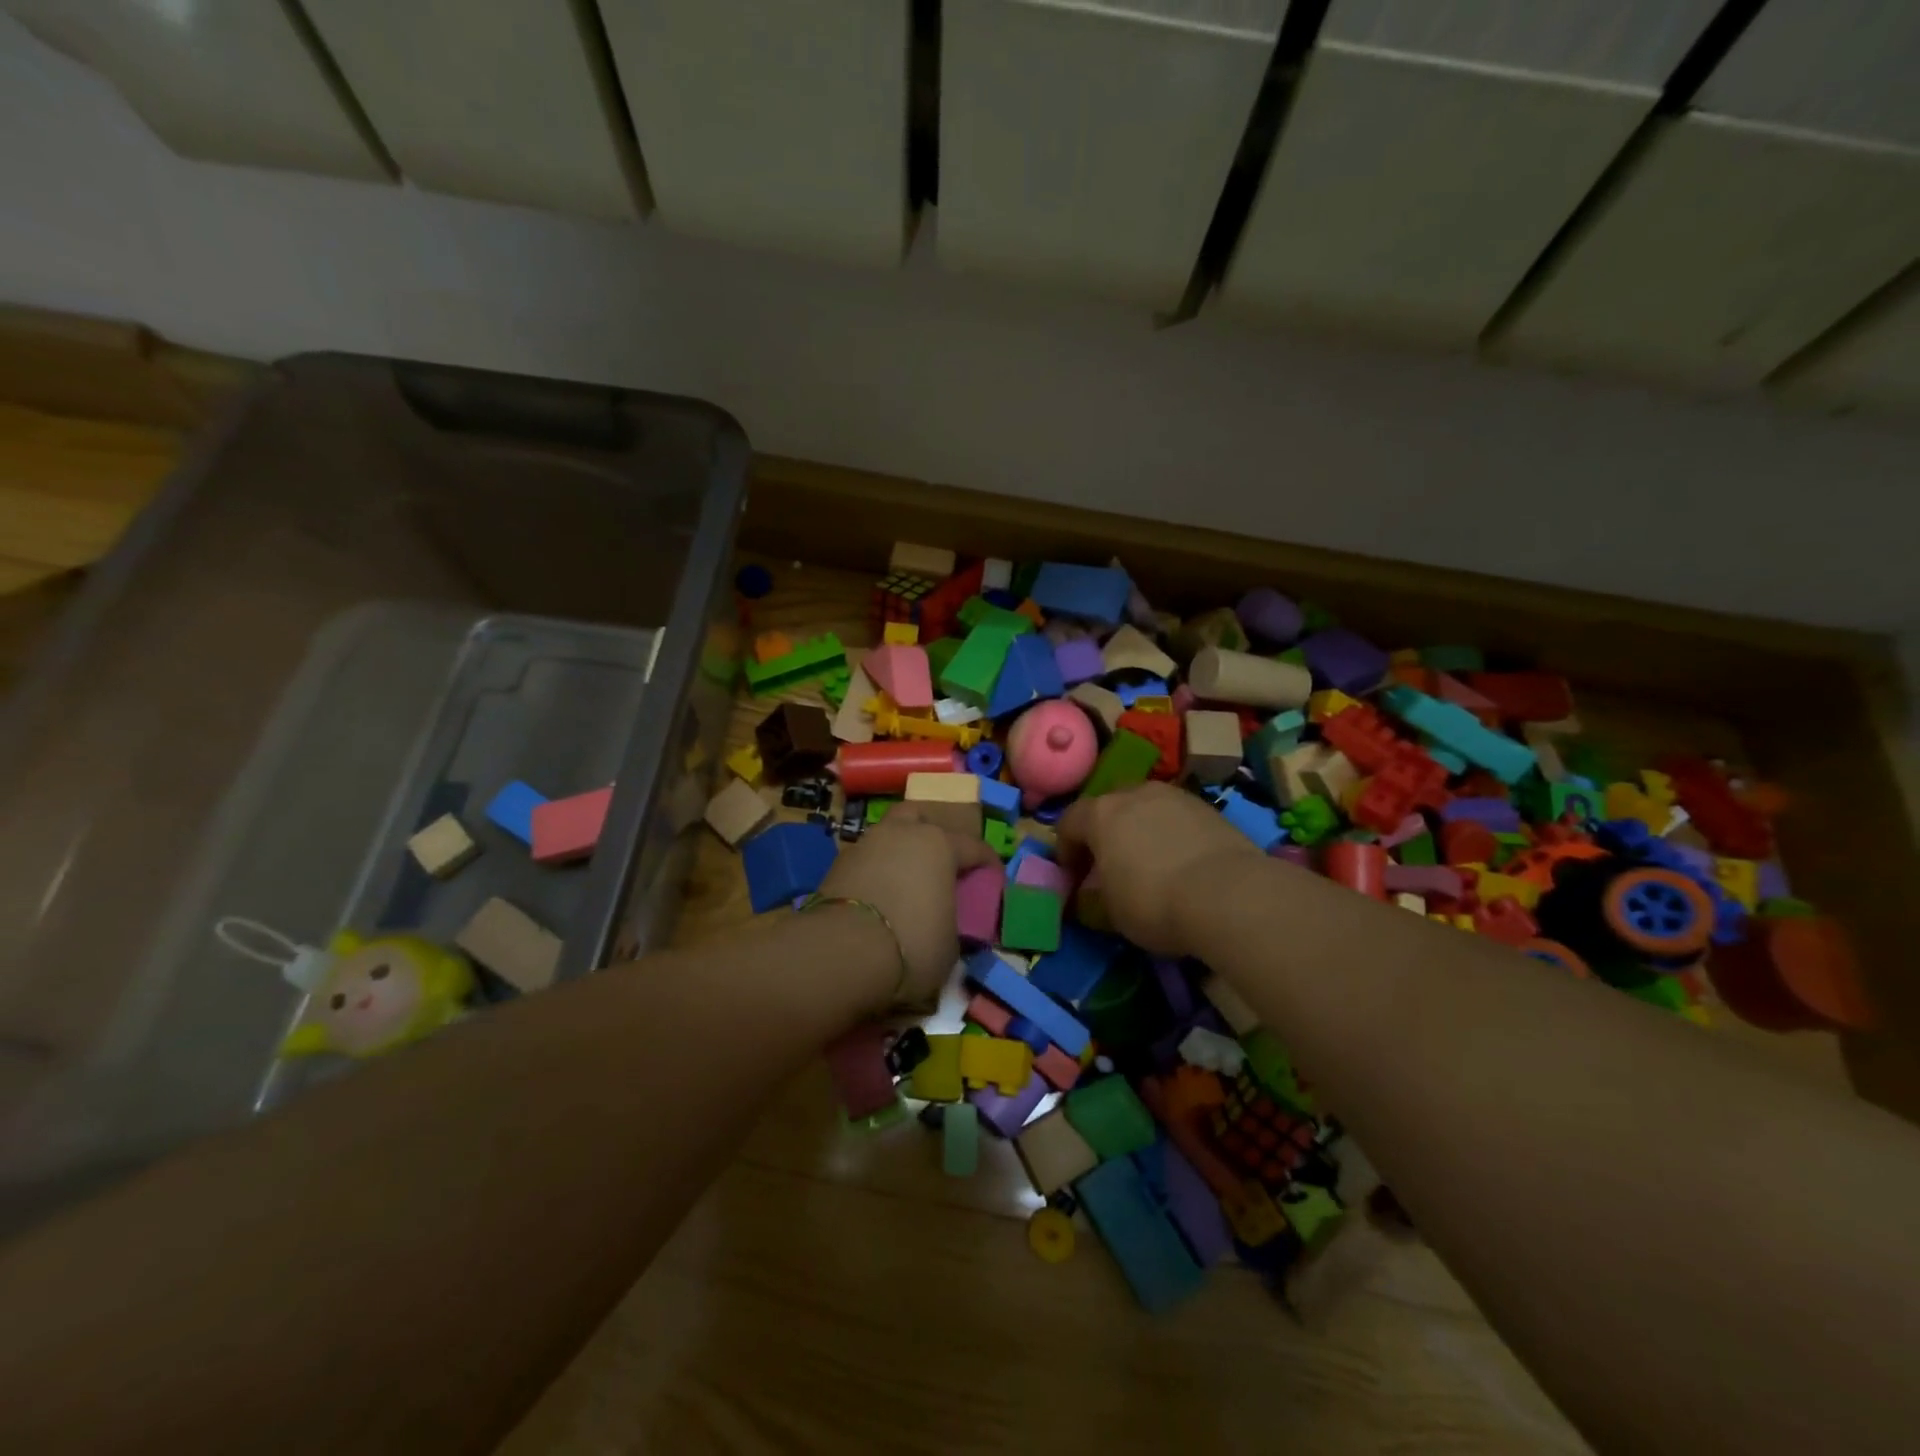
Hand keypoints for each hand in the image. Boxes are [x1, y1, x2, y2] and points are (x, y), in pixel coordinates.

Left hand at [818, 807, 998, 1006]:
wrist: (840, 952)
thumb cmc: (912, 944)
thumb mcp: (950, 946)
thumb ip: (952, 925)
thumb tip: (945, 926)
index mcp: (939, 844)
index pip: (973, 847)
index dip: (987, 862)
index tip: (993, 876)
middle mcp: (902, 833)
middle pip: (921, 817)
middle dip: (932, 833)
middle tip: (940, 859)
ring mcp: (866, 844)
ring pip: (888, 835)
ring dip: (899, 850)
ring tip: (906, 879)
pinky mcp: (836, 865)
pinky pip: (866, 860)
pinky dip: (875, 871)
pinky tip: (879, 894)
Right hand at [1057, 782, 1262, 956]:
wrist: (1229, 894)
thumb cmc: (1154, 902)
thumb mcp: (1111, 911)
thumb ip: (1095, 894)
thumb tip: (1092, 891)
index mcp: (1101, 814)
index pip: (1069, 822)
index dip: (1065, 850)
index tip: (1073, 877)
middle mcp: (1134, 793)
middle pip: (1109, 807)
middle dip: (1104, 833)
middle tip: (1109, 865)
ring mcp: (1174, 796)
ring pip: (1145, 808)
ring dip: (1140, 830)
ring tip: (1149, 862)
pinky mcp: (1208, 808)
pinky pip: (1176, 818)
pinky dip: (1171, 834)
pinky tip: (1181, 862)